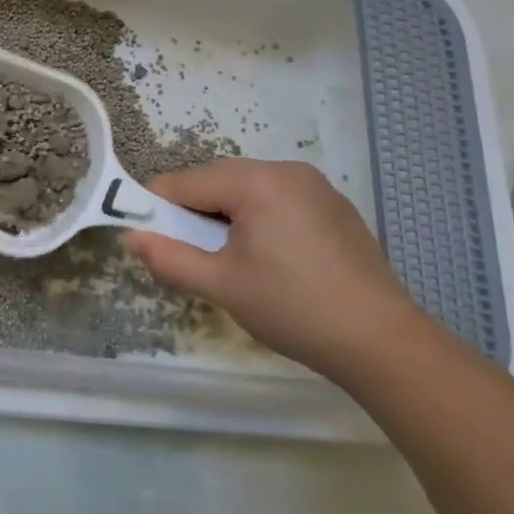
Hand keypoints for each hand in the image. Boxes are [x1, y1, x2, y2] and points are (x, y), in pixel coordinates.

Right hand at [124, 159, 425, 377]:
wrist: (383, 343)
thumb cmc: (293, 308)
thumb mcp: (221, 286)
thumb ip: (169, 257)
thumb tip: (130, 237)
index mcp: (256, 182)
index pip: (184, 182)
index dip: (157, 208)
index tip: (150, 240)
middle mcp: (285, 170)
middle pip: (215, 181)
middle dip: (193, 213)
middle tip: (190, 256)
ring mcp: (315, 186)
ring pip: (245, 189)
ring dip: (224, 217)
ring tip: (228, 261)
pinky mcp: (333, 207)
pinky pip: (276, 200)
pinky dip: (256, 219)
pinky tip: (268, 259)